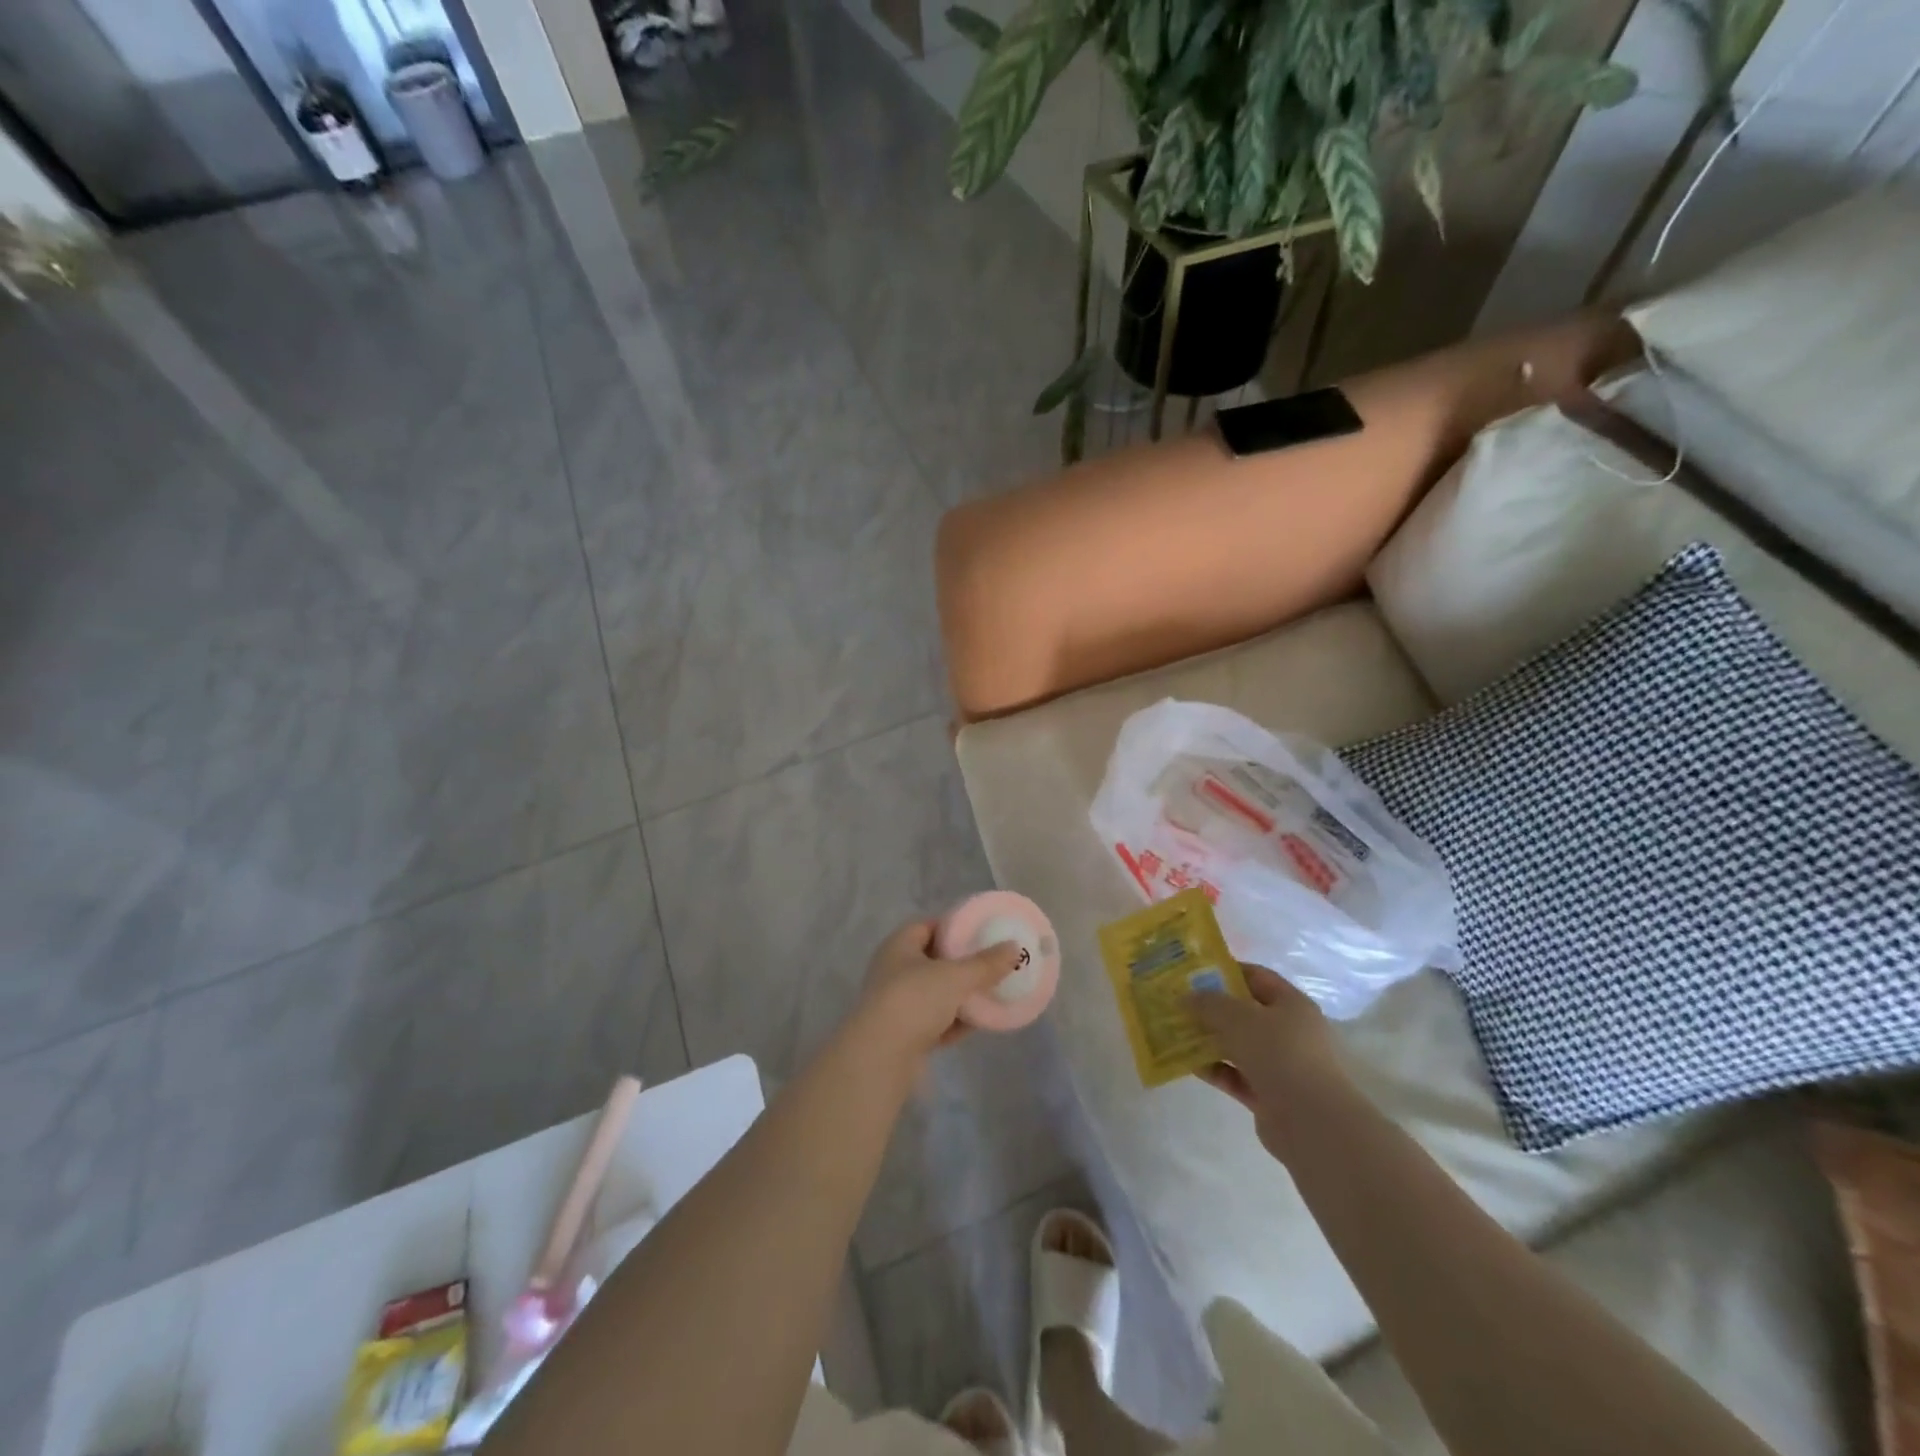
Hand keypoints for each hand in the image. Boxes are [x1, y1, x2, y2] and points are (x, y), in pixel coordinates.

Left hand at [853, 920, 1023, 1062]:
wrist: (881, 1057)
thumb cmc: (914, 1000)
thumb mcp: (955, 976)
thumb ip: (986, 963)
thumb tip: (1014, 947)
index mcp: (899, 946)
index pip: (926, 926)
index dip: (952, 927)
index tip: (980, 933)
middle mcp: (893, 971)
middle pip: (933, 961)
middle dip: (961, 964)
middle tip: (991, 964)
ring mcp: (897, 1004)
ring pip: (935, 993)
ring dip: (960, 995)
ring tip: (990, 993)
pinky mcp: (903, 1034)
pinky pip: (935, 1021)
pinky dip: (953, 1022)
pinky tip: (977, 1024)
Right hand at [1187, 964, 1348, 1162]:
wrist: (1312, 1123)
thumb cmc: (1279, 1054)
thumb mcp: (1238, 1017)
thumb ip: (1208, 1003)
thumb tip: (1185, 998)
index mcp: (1292, 1005)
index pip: (1257, 977)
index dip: (1226, 971)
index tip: (1193, 973)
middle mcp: (1289, 1032)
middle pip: (1245, 1013)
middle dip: (1211, 1008)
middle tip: (1178, 1003)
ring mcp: (1281, 1066)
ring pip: (1238, 1046)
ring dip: (1209, 1040)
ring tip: (1175, 1032)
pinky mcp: (1270, 1096)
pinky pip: (1236, 1076)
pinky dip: (1215, 1069)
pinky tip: (1188, 1065)